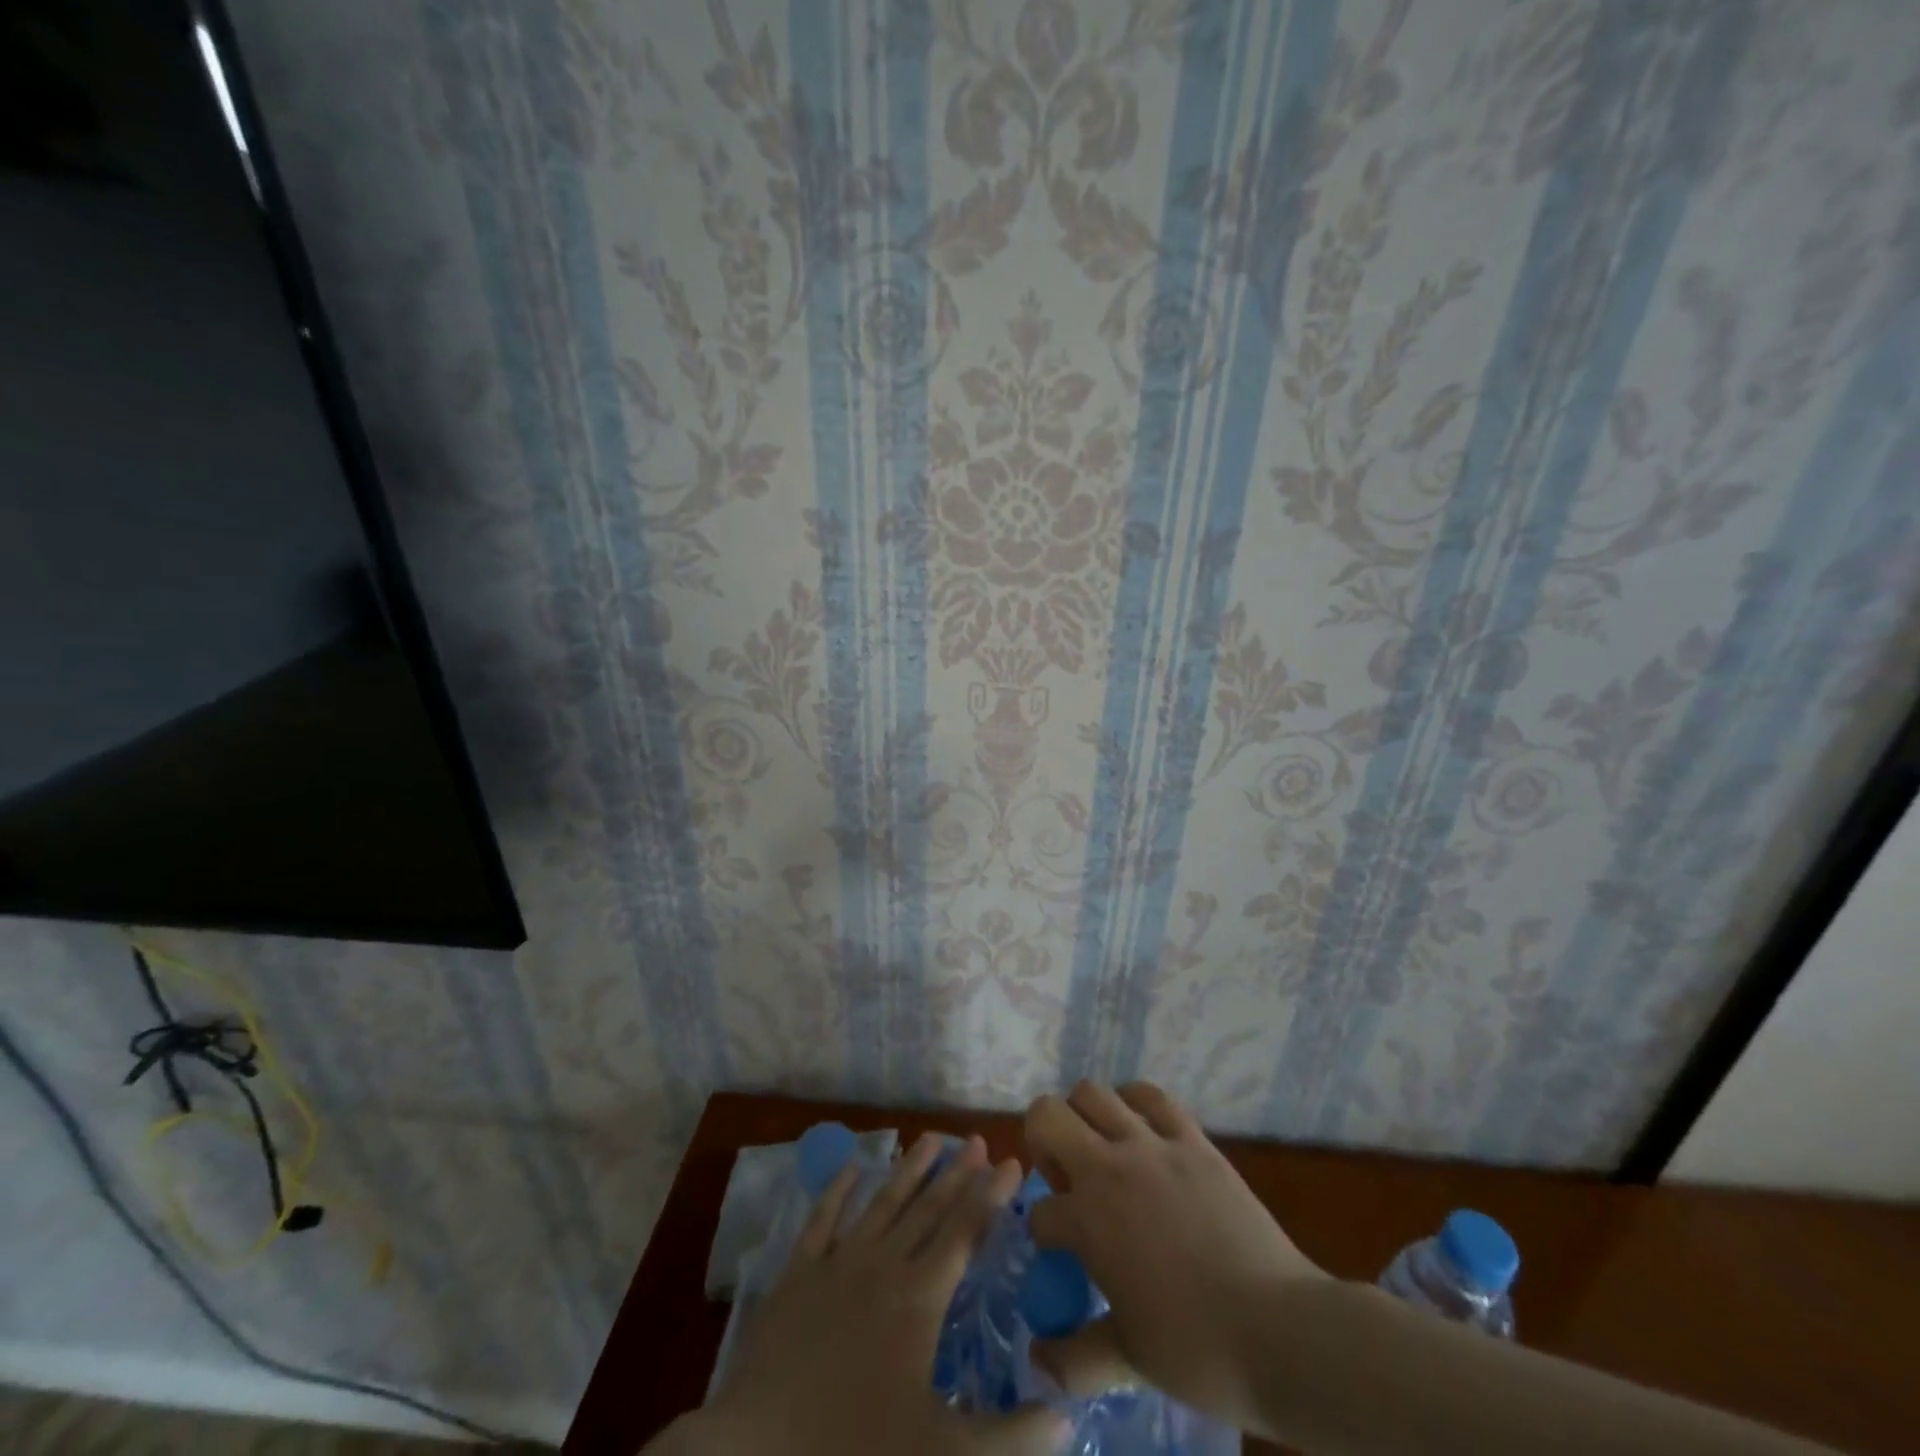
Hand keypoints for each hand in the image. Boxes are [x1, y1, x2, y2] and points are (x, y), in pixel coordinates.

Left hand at [654, 1133, 1064, 1455]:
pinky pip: (822, 1219)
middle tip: (978, 1139)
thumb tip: (1070, 1419)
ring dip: (909, 1169)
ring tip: (931, 1137)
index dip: (992, 1196)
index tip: (1014, 1162)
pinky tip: (852, 1167)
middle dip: (958, 1172)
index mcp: (920, 1298)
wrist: (760, 1449)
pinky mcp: (798, 1273)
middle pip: (928, 1208)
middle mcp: (884, 1265)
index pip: (966, 1232)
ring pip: (883, 1203)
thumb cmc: (856, 1450)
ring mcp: (837, 1263)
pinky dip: (838, 1189)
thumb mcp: (944, 1455)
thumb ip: (1011, 1436)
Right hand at [1024, 1082, 1328, 1431]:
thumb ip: (1076, 1357)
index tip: (1062, 1257)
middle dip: (1041, 1141)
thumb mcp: (1130, 1361)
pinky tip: (1140, 1130)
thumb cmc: (1200, 1350)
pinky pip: (1152, 1097)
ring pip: (1093, 1093)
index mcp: (1088, 1220)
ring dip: (1083, 1116)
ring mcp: (1153, 1146)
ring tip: (1100, 1150)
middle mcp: (1110, 1168)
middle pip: (1046, 1115)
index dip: (1044, 1236)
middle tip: (1064, 1178)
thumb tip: (1039, 1362)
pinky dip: (1134, 1102)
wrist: (1283, 1331)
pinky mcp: (1192, 1139)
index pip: (1040, 1213)